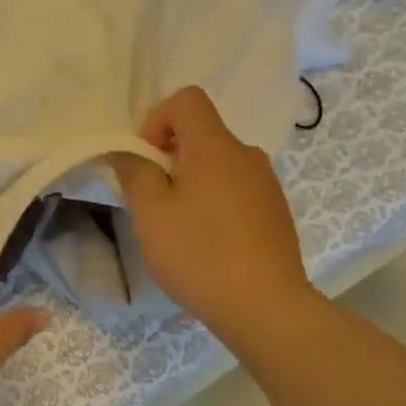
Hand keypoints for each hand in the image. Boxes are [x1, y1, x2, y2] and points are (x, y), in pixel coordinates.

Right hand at [108, 87, 316, 343]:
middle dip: (170, 157)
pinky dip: (215, 203)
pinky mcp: (276, 213)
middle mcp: (246, 155)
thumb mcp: (150, 213)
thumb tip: (128, 152)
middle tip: (153, 202)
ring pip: (219, 165)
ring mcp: (267, 184)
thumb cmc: (198, 252)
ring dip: (192, 183)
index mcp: (215, 146)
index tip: (145, 160)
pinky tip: (207, 244)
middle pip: (202, 134)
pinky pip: (236, 191)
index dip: (156, 120)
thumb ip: (134, 172)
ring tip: (179, 228)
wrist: (265, 306)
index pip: (187, 100)